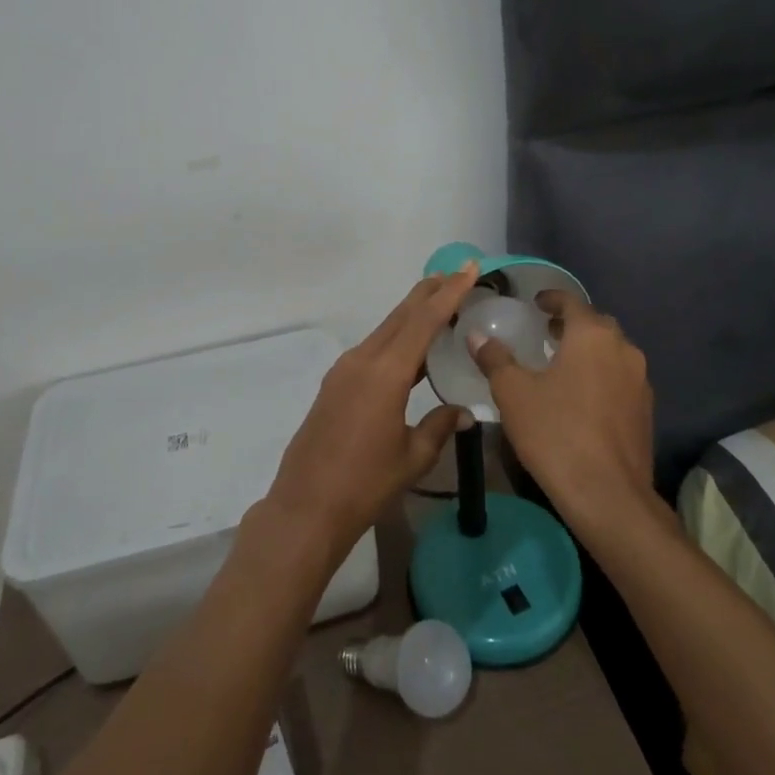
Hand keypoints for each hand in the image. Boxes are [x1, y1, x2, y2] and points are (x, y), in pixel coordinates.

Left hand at [264, 268, 478, 561]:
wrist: (306, 507)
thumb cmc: (365, 484)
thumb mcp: (412, 457)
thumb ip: (439, 426)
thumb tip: (462, 412)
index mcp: (386, 373)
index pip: (424, 320)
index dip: (449, 292)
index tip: (468, 267)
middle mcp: (363, 360)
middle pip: (401, 315)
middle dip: (430, 292)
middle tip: (457, 273)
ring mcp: (344, 370)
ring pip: (386, 329)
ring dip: (413, 313)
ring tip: (441, 303)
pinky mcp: (335, 383)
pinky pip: (373, 348)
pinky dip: (397, 337)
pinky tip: (412, 349)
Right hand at [469, 292, 656, 535]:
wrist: (608, 496)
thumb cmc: (556, 433)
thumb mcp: (513, 393)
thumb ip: (495, 359)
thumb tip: (477, 335)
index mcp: (592, 336)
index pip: (572, 302)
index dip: (552, 298)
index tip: (536, 303)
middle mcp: (623, 349)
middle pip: (596, 325)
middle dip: (572, 324)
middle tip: (545, 333)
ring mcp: (640, 381)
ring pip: (612, 352)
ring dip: (589, 350)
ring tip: (561, 364)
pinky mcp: (646, 411)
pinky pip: (621, 379)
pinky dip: (601, 376)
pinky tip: (581, 397)